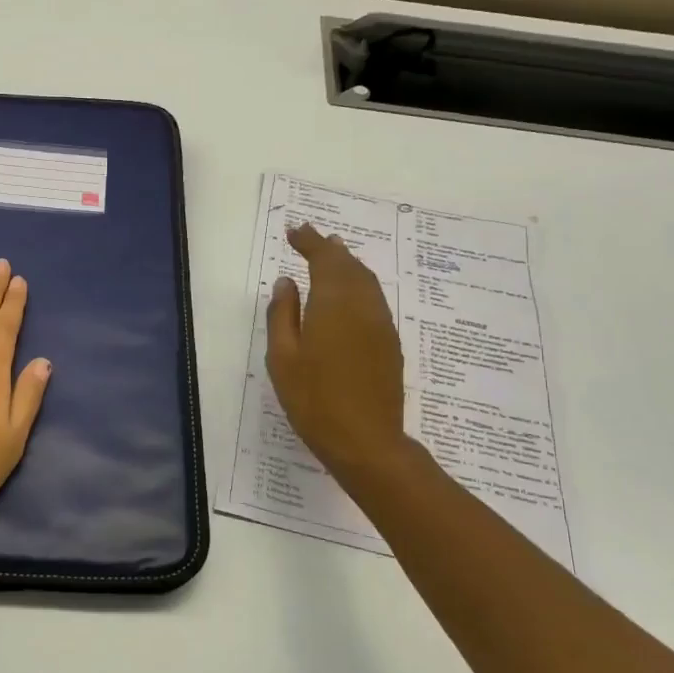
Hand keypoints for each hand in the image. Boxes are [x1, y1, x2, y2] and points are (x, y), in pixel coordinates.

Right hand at [266, 224, 407, 479]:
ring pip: (366, 281)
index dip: (309, 242)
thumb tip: (287, 282)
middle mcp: (363, 306)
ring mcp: (381, 324)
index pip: (323, 259)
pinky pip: (374, 300)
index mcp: (333, 304)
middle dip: (330, 249)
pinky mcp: (390, 343)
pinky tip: (350, 294)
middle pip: (349, 265)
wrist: (366, 441)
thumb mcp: (283, 358)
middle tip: (312, 239)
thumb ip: (283, 315)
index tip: (294, 231)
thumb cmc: (314, 400)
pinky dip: (360, 285)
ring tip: (333, 256)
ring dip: (348, 264)